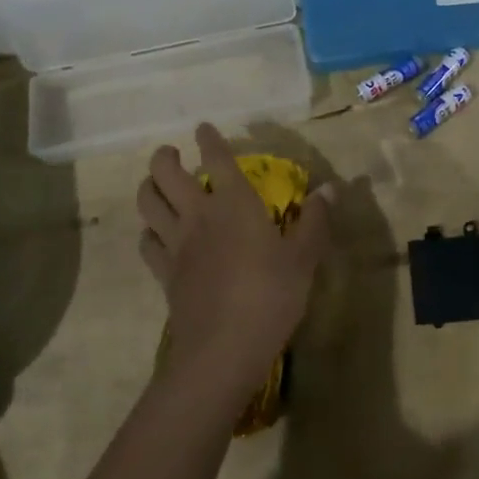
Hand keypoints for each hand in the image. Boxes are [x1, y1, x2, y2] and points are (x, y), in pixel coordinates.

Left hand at [136, 124, 336, 399]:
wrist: (223, 349)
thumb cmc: (271, 295)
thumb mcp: (304, 258)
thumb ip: (315, 220)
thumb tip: (331, 188)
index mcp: (234, 203)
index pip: (216, 158)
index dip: (208, 139)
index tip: (203, 128)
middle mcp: (198, 214)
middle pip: (165, 173)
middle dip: (164, 157)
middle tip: (171, 154)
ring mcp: (176, 244)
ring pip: (147, 203)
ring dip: (148, 188)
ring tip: (156, 185)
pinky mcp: (164, 274)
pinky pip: (147, 243)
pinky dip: (149, 232)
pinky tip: (157, 235)